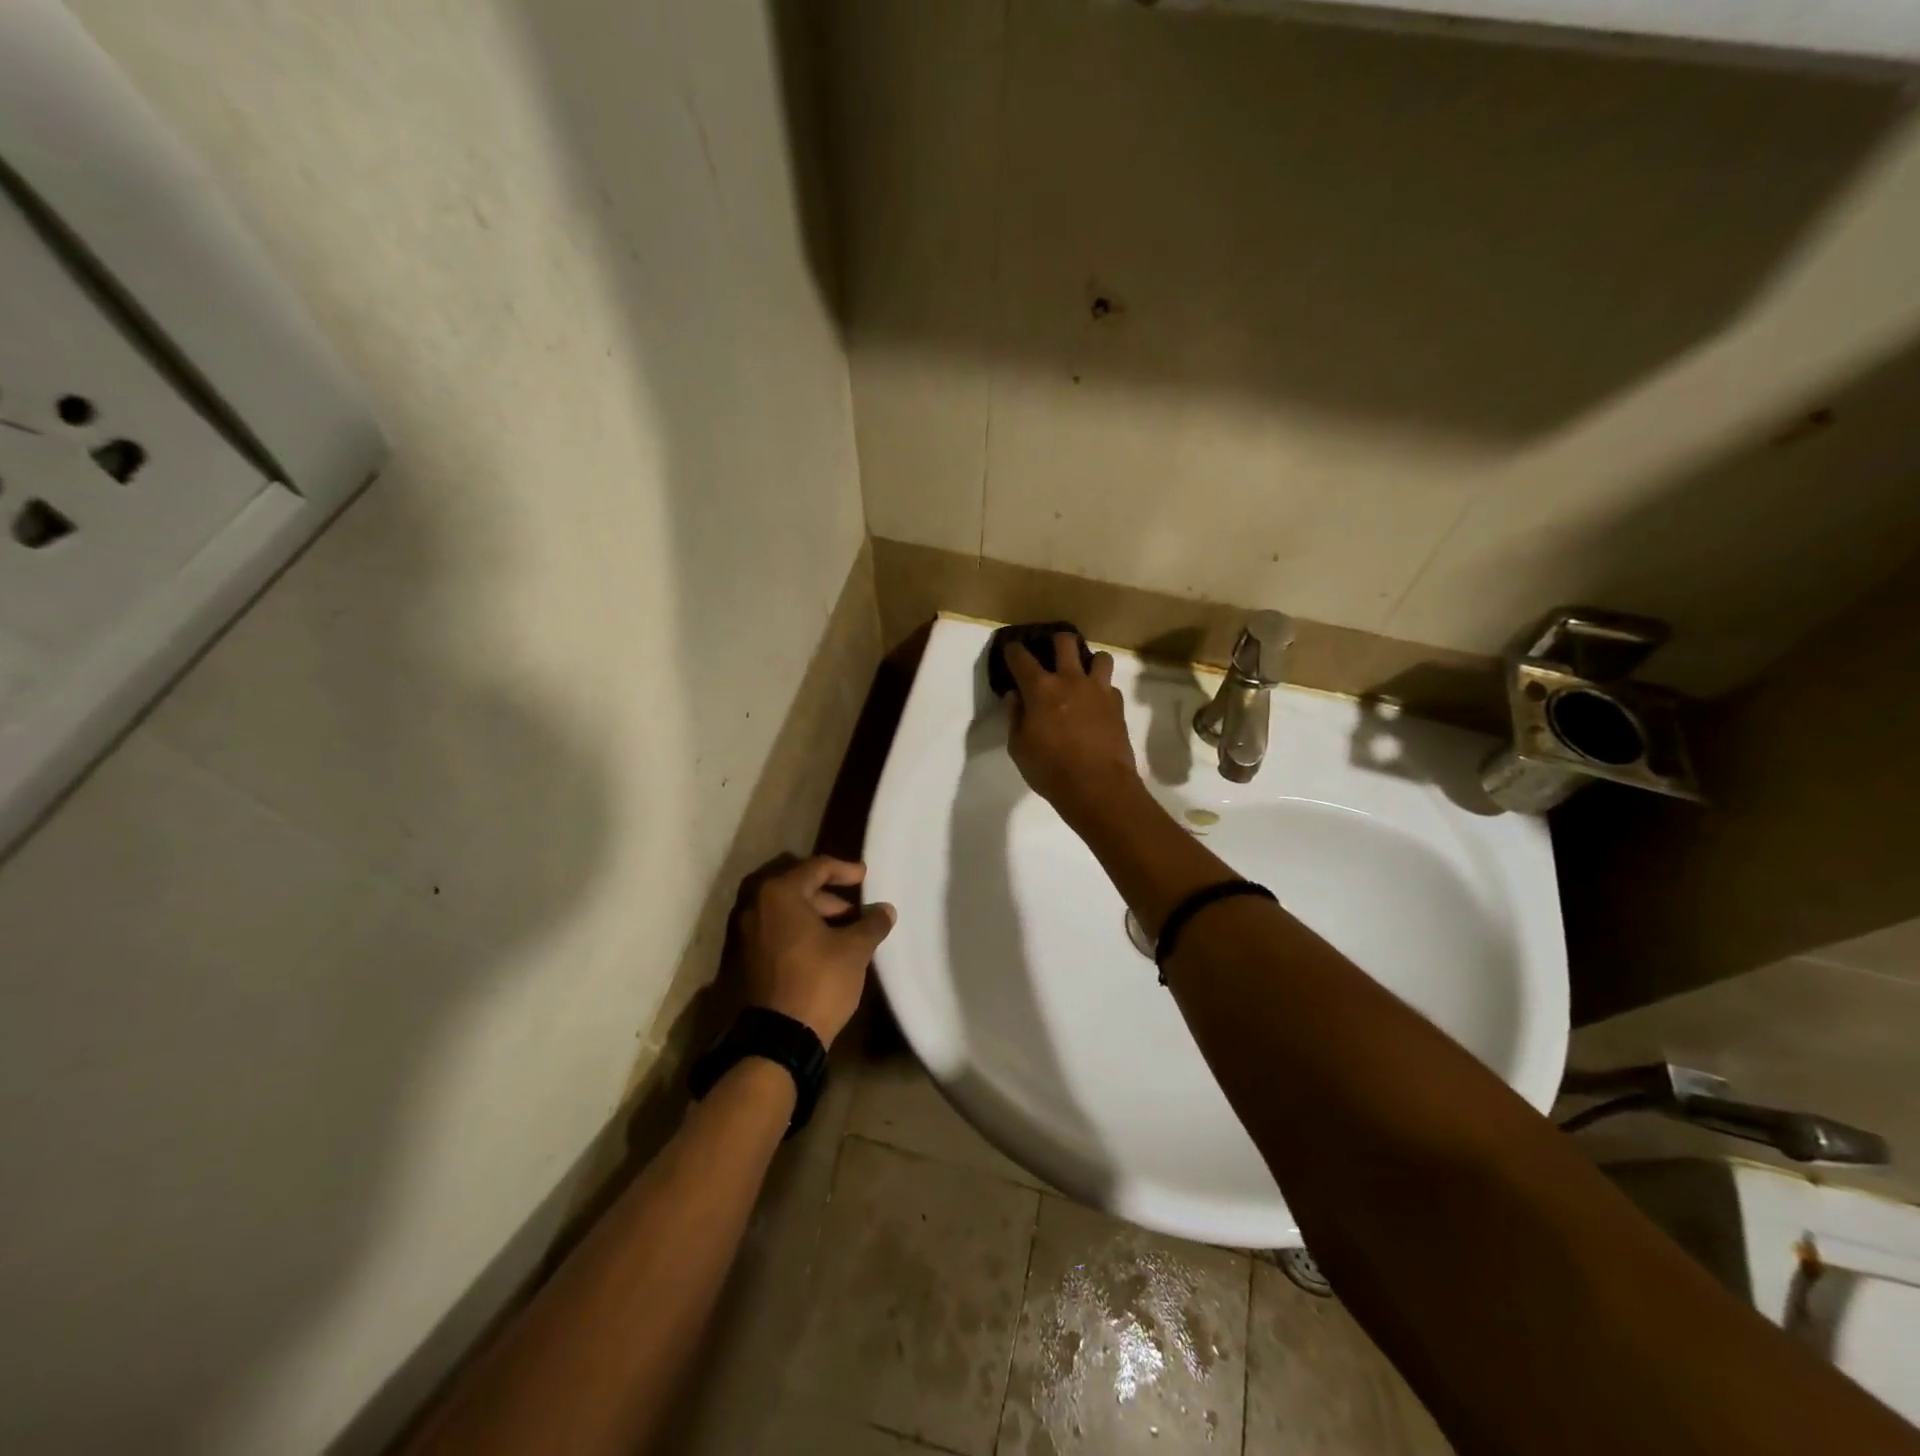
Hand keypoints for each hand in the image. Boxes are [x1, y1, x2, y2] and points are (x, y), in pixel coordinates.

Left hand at [740, 856, 895, 1047]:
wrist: (781, 1037)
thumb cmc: (819, 980)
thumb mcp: (854, 949)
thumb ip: (871, 923)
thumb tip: (885, 910)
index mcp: (780, 894)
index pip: (817, 867)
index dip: (845, 870)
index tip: (866, 876)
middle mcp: (758, 906)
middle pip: (799, 886)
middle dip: (831, 895)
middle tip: (858, 909)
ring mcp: (749, 932)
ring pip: (788, 910)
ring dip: (818, 914)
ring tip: (847, 931)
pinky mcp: (749, 956)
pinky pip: (779, 929)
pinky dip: (802, 930)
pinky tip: (827, 946)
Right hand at [1002, 634, 1140, 818]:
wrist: (1098, 786)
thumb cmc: (1050, 769)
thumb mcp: (1019, 747)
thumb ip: (1015, 717)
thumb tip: (1015, 696)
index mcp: (1041, 688)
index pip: (1021, 658)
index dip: (1013, 650)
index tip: (1011, 650)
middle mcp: (1070, 680)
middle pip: (1066, 642)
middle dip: (1056, 641)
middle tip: (1052, 652)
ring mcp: (1098, 690)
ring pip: (1100, 657)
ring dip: (1089, 661)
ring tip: (1082, 674)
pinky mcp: (1118, 705)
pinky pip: (1110, 686)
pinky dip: (1102, 690)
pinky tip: (1096, 704)